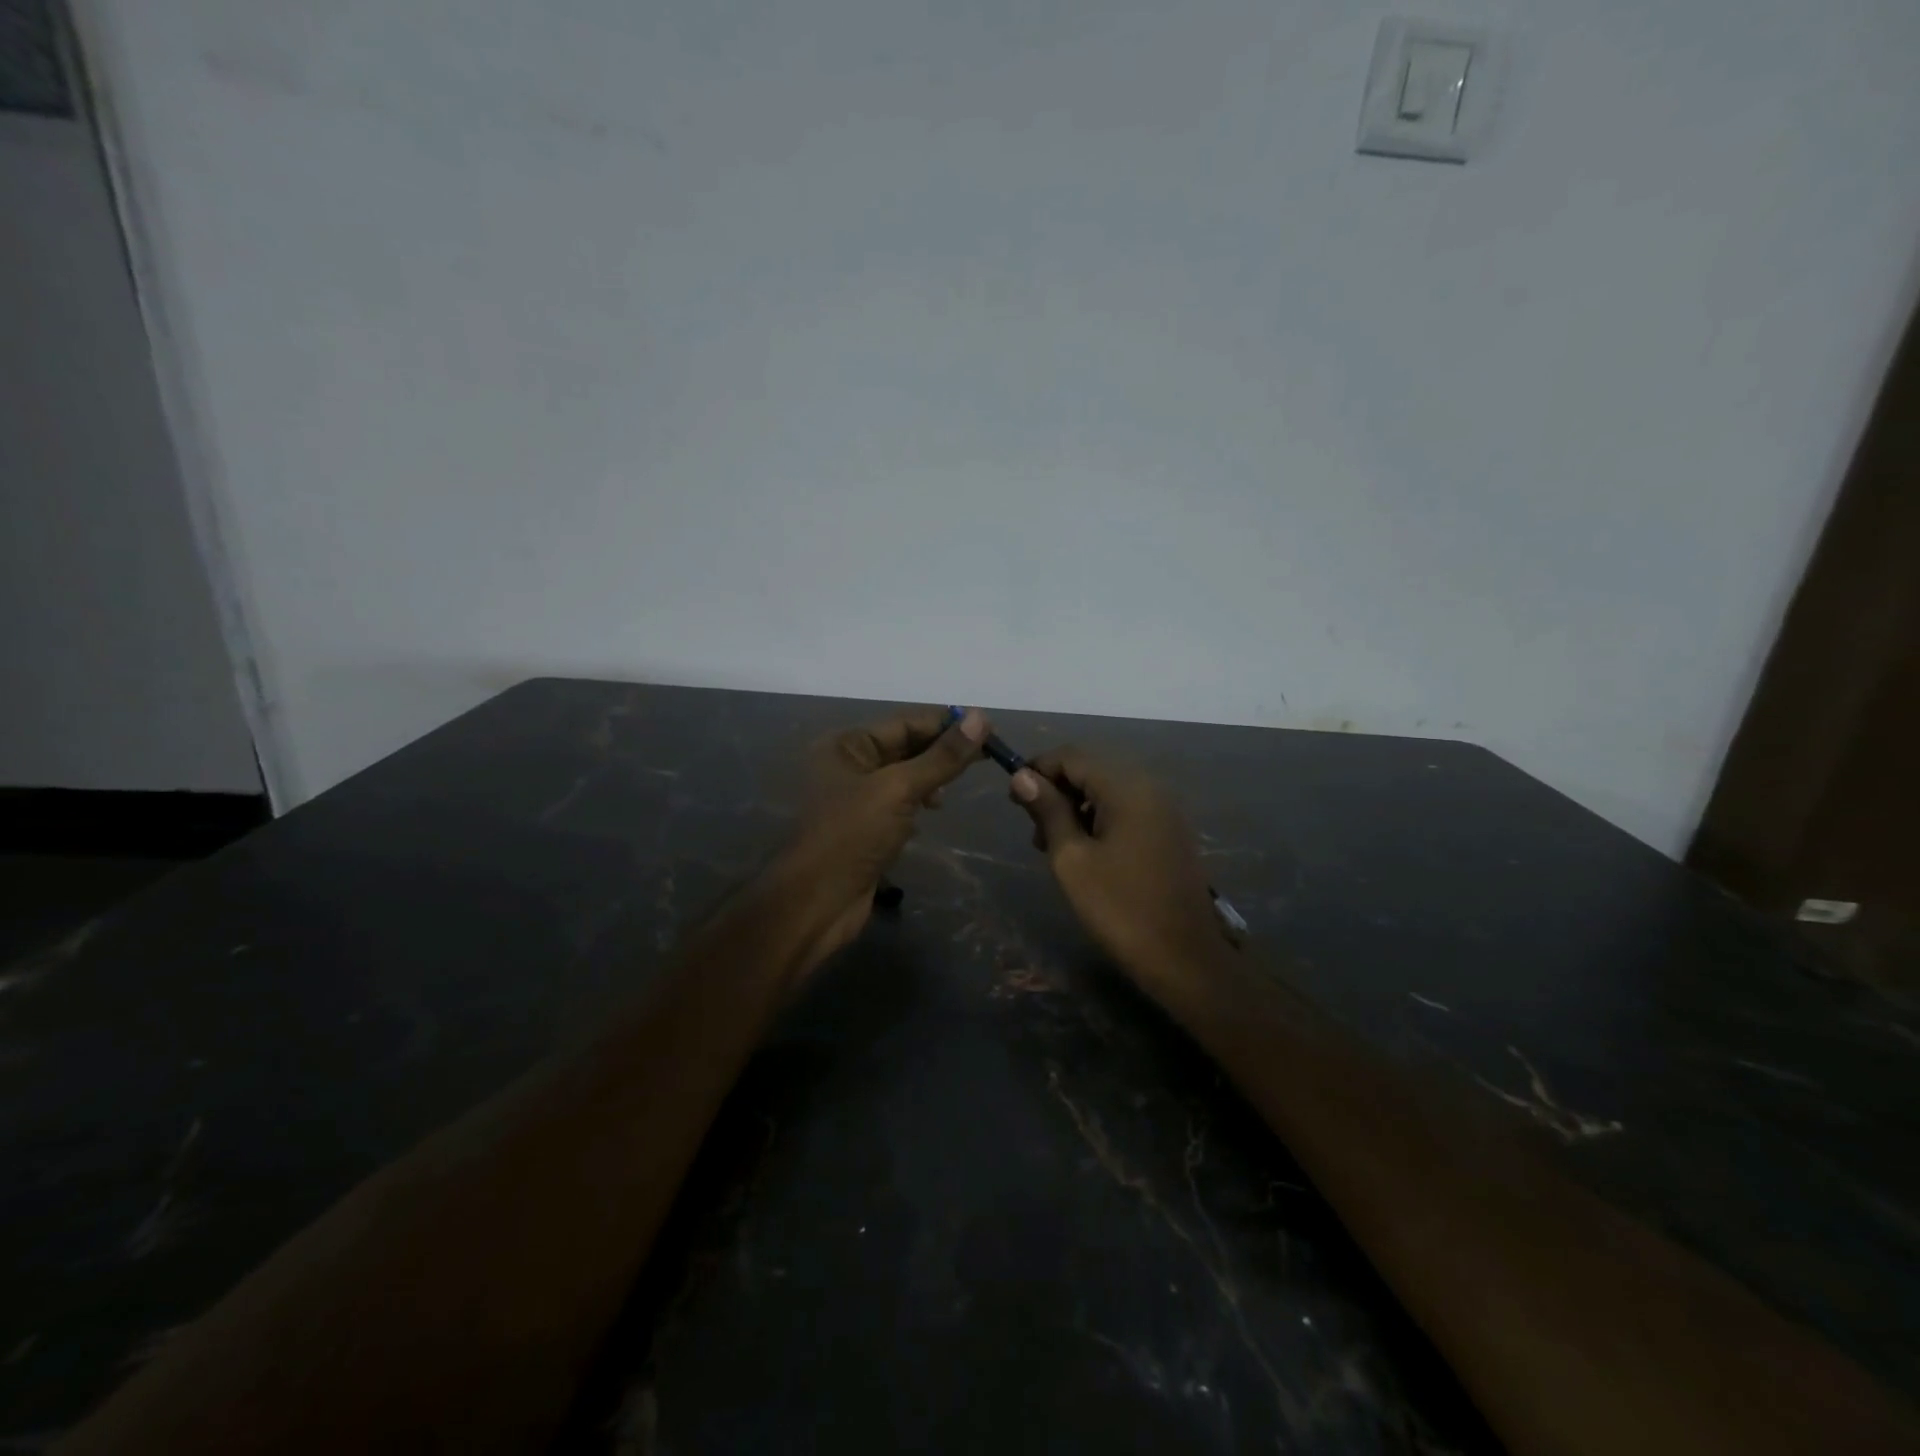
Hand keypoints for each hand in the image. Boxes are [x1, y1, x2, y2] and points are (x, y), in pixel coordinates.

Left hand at [769, 706, 989, 973]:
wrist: (817, 902)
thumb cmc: (852, 835)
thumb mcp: (899, 789)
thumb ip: (942, 756)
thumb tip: (981, 717)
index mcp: (845, 744)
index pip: (905, 722)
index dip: (946, 724)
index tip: (987, 728)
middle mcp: (847, 764)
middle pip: (905, 746)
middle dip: (941, 751)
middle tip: (986, 757)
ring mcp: (855, 797)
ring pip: (904, 775)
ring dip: (932, 777)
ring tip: (957, 786)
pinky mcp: (865, 826)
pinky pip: (899, 802)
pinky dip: (919, 801)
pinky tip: (934, 810)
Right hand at [1010, 748, 1226, 983]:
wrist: (1185, 958)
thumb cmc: (1120, 908)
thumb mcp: (1072, 859)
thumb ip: (1048, 811)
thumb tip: (1023, 776)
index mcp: (1127, 787)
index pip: (1072, 756)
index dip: (1037, 770)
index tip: (1013, 800)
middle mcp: (1150, 786)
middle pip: (1091, 770)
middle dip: (1057, 791)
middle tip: (1034, 832)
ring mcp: (1164, 809)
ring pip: (1108, 790)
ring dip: (1076, 807)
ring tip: (1054, 847)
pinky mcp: (1169, 831)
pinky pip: (1127, 809)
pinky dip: (1100, 819)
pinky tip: (1086, 852)